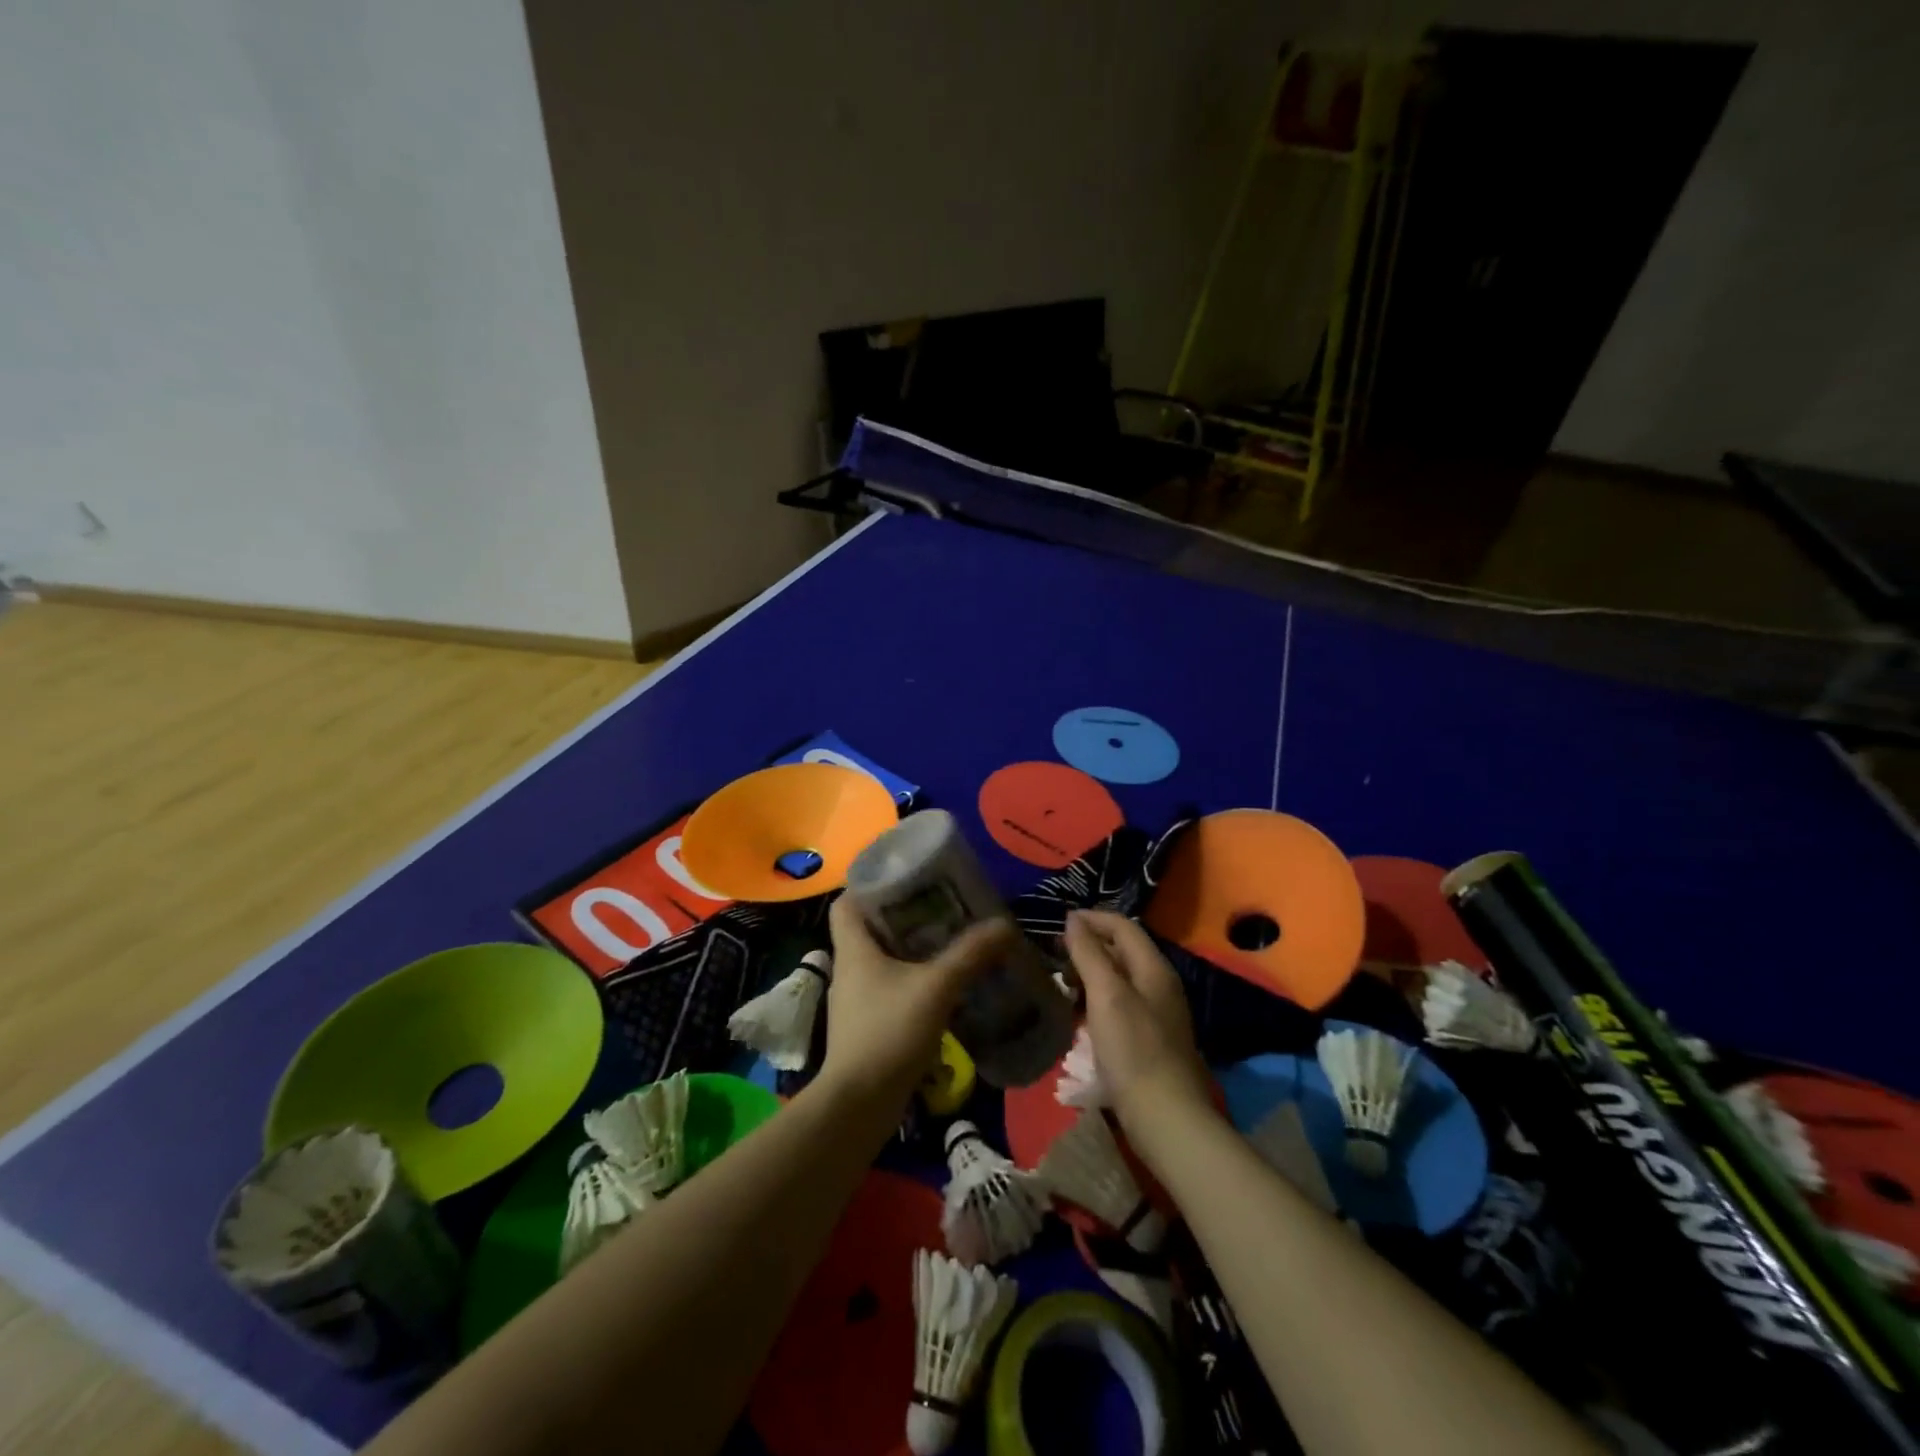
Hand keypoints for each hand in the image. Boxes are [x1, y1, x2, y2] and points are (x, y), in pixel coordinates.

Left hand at [821, 895, 1015, 1113]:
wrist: (859, 1106)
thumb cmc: (888, 1033)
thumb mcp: (936, 987)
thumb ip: (970, 954)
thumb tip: (1005, 924)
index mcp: (853, 948)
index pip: (848, 901)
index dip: (871, 884)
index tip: (907, 879)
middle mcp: (850, 968)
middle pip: (871, 928)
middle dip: (906, 916)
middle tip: (944, 908)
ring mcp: (857, 1000)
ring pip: (884, 960)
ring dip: (913, 950)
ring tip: (951, 942)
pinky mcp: (868, 1026)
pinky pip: (891, 989)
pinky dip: (914, 981)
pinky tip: (945, 987)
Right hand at [1064, 911, 1214, 1158]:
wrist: (1165, 1117)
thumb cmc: (1133, 1049)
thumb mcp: (1106, 994)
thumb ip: (1089, 953)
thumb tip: (1073, 919)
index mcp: (1154, 968)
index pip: (1123, 926)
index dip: (1092, 919)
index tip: (1059, 923)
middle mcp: (1159, 985)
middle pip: (1122, 951)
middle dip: (1089, 945)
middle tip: (1055, 954)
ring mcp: (1156, 1013)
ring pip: (1119, 978)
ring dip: (1090, 973)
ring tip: (1061, 982)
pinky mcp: (1148, 1039)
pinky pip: (1119, 1004)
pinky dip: (1096, 999)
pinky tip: (1078, 1013)